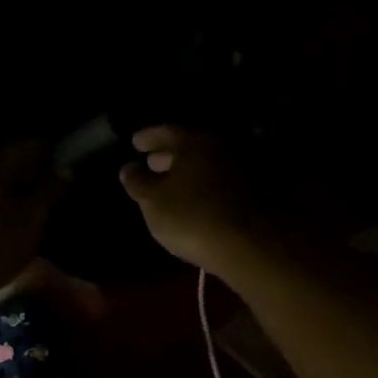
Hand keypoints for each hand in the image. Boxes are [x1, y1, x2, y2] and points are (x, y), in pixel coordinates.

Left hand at [0, 142, 65, 298]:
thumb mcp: (32, 222)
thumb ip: (50, 192)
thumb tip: (66, 169)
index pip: (32, 145)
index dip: (53, 154)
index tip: (68, 166)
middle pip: (11, 159)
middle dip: (32, 170)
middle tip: (53, 187)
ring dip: (13, 185)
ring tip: (31, 203)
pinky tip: (6, 214)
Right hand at [119, 126, 266, 277]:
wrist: (245, 246)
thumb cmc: (190, 218)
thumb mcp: (152, 202)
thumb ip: (137, 182)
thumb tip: (128, 168)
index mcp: (193, 142)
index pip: (165, 131)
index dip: (147, 137)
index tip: (135, 142)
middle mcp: (218, 148)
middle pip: (189, 146)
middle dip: (167, 154)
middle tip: (150, 162)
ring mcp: (237, 170)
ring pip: (204, 164)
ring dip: (185, 171)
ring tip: (168, 183)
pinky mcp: (249, 193)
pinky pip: (216, 181)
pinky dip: (200, 185)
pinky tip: (191, 199)